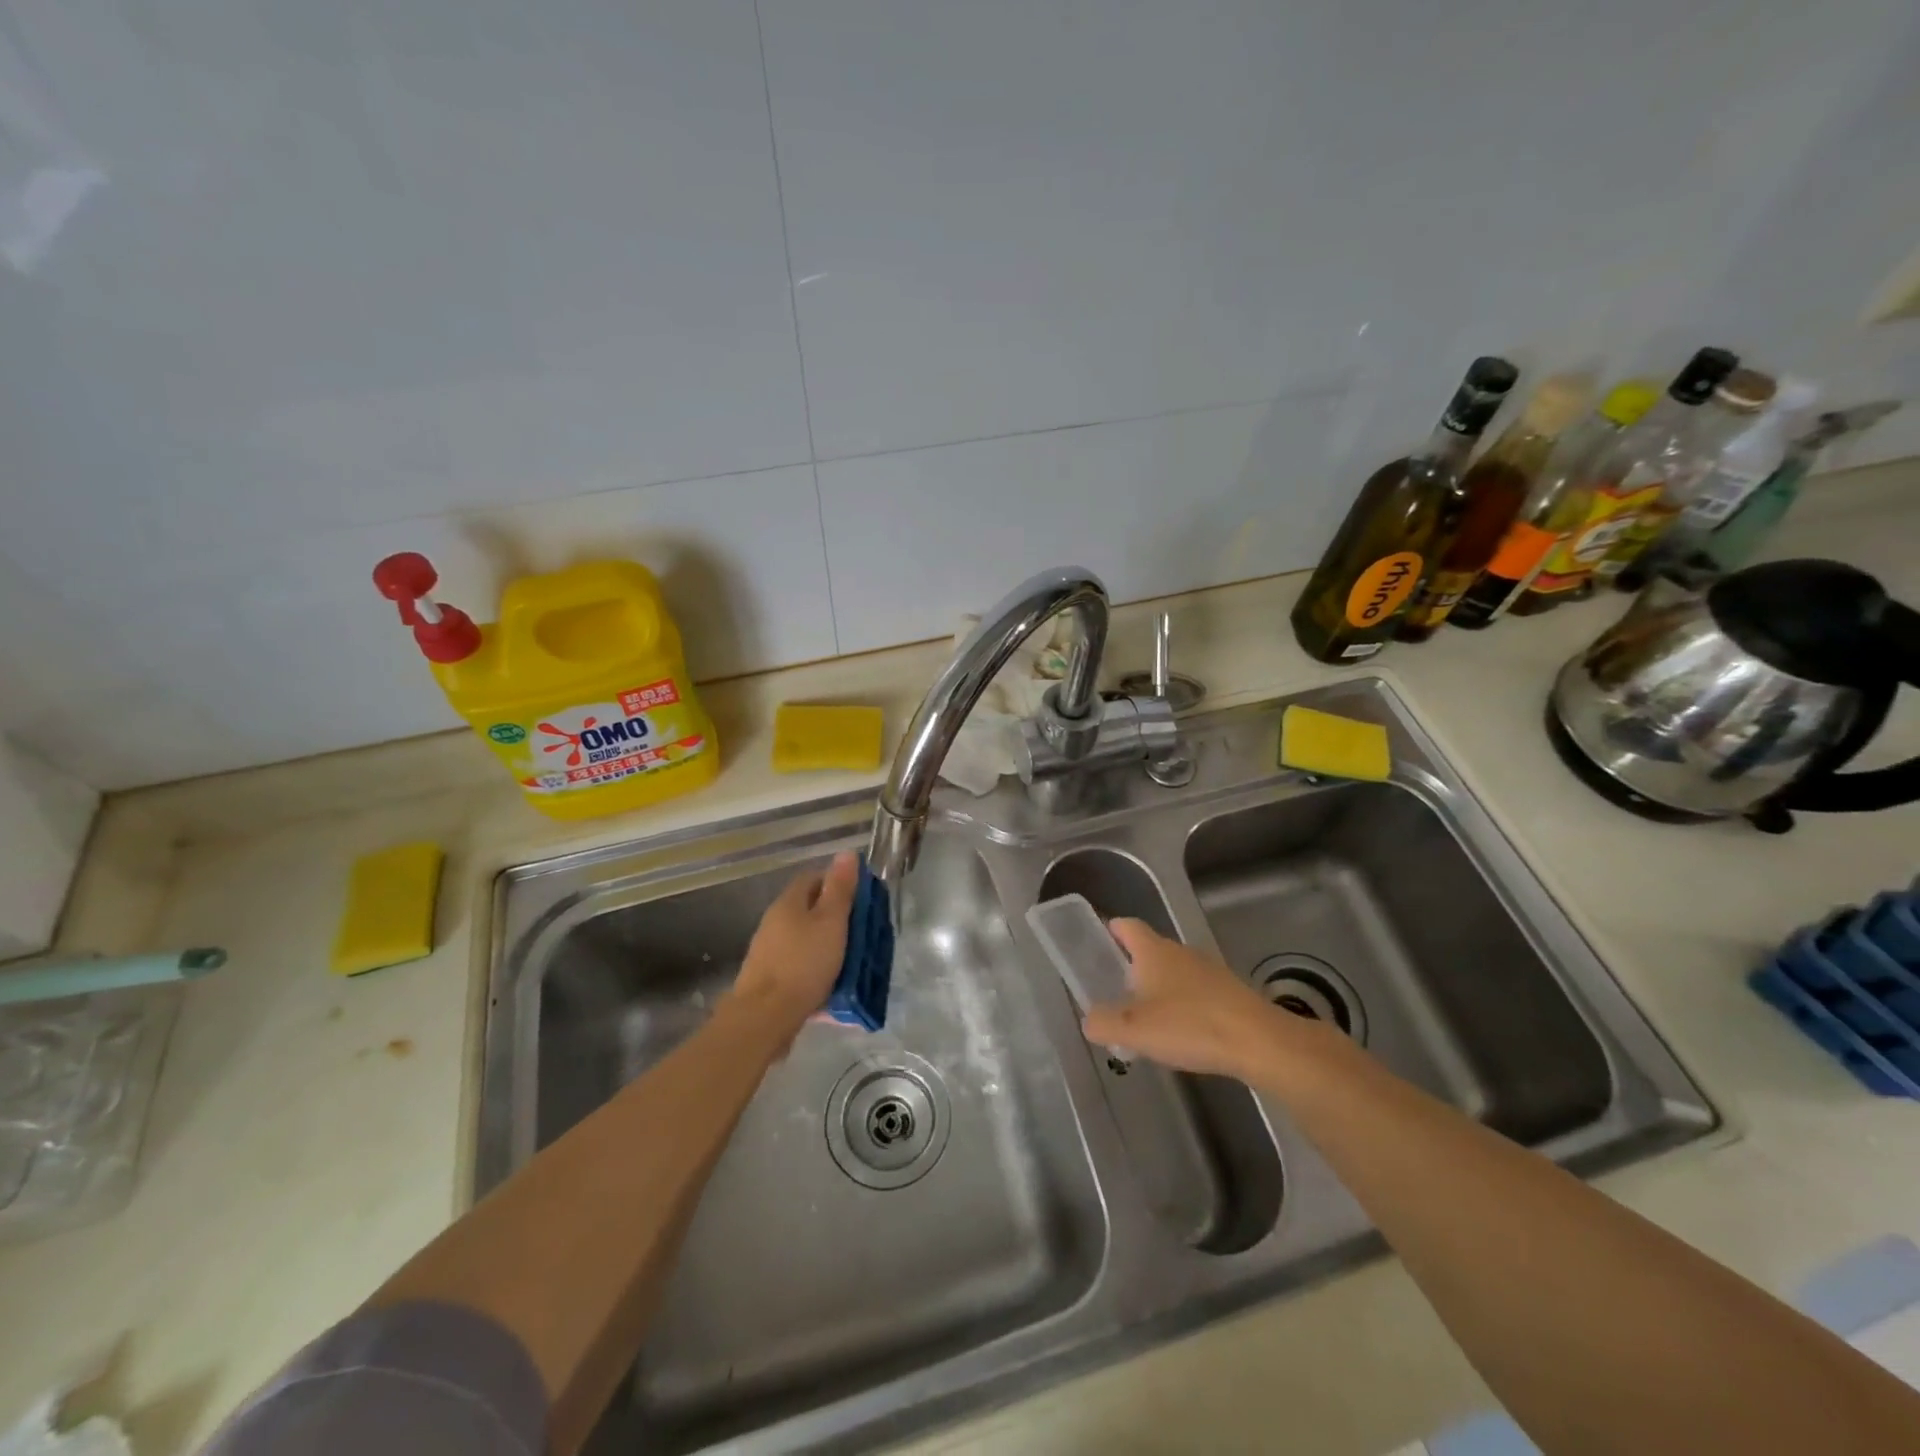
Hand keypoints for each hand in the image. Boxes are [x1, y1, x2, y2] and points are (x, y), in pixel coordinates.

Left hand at [728, 851, 859, 1036]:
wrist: (764, 1017)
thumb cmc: (803, 963)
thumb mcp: (831, 922)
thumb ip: (840, 889)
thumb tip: (846, 853)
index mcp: (789, 902)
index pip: (813, 878)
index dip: (838, 882)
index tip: (861, 898)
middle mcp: (774, 922)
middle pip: (809, 910)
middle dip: (835, 918)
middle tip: (861, 932)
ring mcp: (769, 951)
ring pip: (805, 939)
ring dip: (827, 946)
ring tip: (852, 962)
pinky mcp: (769, 979)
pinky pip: (799, 966)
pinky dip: (817, 970)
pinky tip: (833, 987)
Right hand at [1081, 919, 1299, 1079]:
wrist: (1259, 1042)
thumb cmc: (1190, 1025)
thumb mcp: (1134, 1029)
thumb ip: (1103, 1022)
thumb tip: (1089, 1019)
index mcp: (1153, 951)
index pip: (1127, 926)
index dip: (1110, 929)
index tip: (1096, 942)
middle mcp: (1180, 952)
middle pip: (1149, 950)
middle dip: (1130, 966)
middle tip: (1113, 991)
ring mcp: (1208, 971)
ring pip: (1173, 973)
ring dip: (1157, 989)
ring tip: (1144, 1019)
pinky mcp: (1229, 994)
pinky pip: (1194, 992)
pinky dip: (1181, 1006)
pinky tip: (1179, 1034)